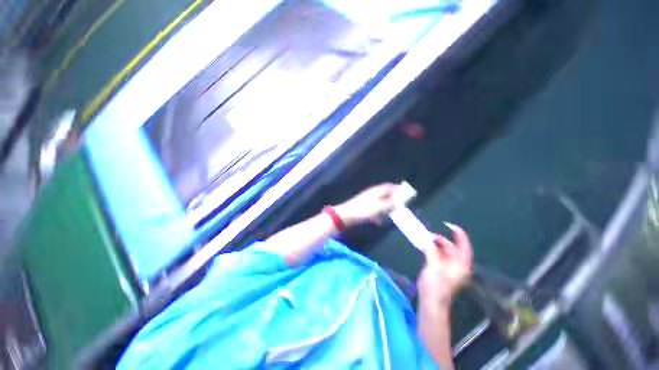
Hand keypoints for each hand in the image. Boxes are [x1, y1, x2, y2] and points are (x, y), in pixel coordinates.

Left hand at [334, 183, 399, 226]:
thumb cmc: (364, 210)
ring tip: (391, 215)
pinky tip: (380, 221)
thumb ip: (390, 203)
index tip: (405, 194)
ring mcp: (367, 201)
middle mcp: (372, 194)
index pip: (389, 186)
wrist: (347, 216)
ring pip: (380, 203)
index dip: (397, 189)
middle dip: (393, 200)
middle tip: (400, 206)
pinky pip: (374, 210)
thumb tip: (400, 201)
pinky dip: (379, 214)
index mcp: (376, 191)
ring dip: (386, 208)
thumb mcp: (380, 207)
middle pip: (385, 195)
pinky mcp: (364, 208)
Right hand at [417, 223, 472, 307]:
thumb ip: (432, 251)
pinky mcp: (441, 268)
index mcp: (461, 263)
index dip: (459, 234)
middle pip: (451, 247)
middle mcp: (457, 264)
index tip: (449, 225)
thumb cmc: (436, 284)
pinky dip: (432, 249)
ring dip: (435, 244)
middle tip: (428, 235)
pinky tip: (424, 246)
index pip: (463, 245)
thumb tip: (427, 240)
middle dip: (441, 240)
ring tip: (425, 239)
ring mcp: (448, 266)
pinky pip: (437, 254)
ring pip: (443, 250)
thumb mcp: (434, 265)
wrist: (431, 300)